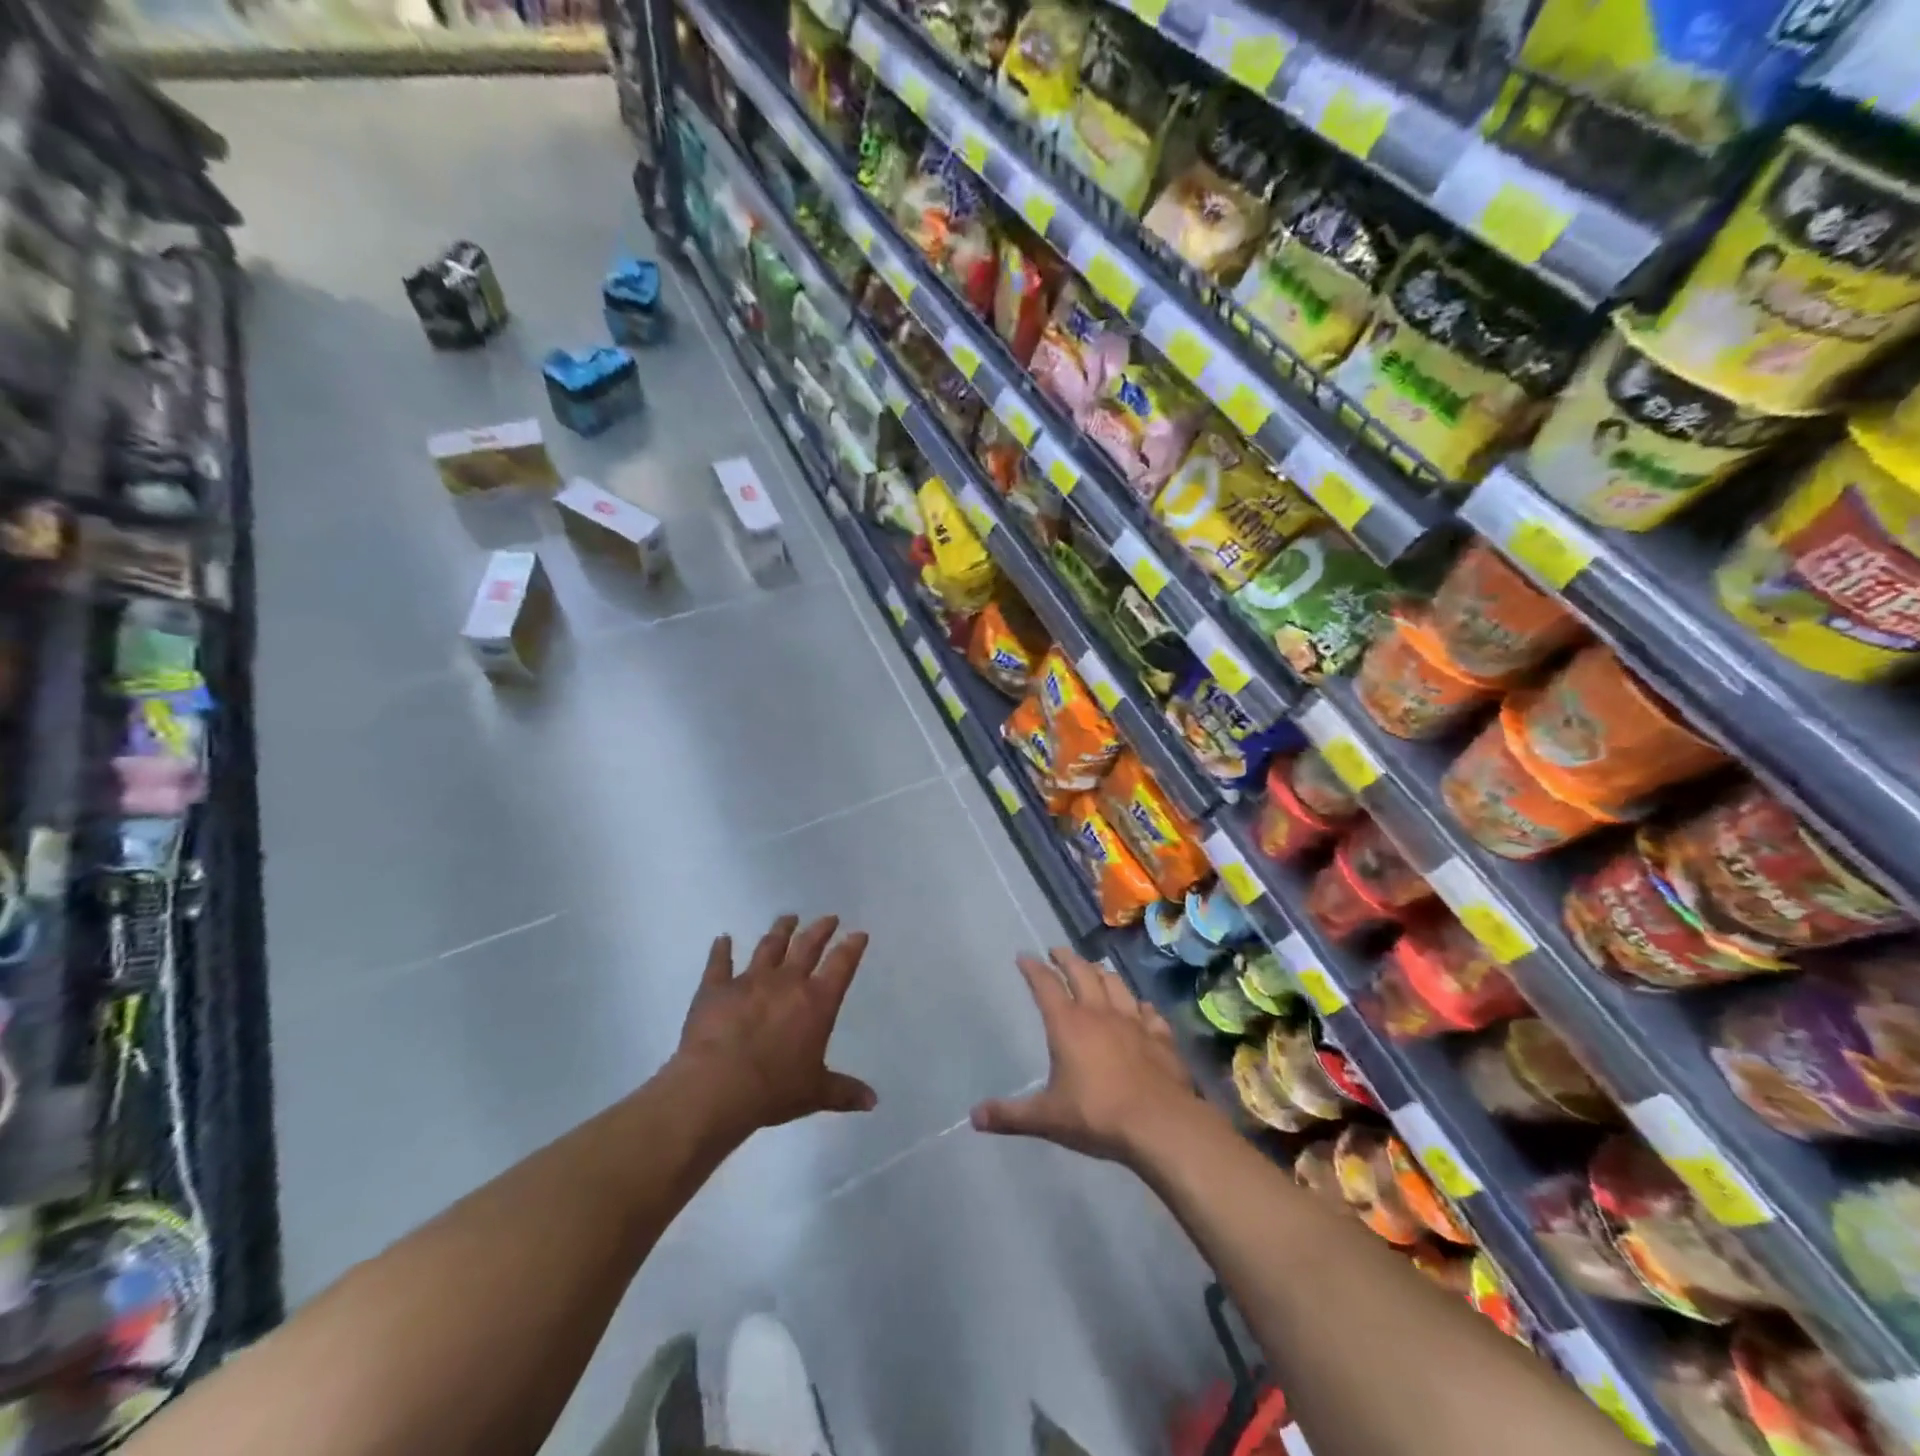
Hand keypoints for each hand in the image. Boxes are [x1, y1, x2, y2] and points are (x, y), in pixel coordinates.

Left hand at [673, 914, 877, 1137]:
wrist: (718, 1087)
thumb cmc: (774, 1090)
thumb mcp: (815, 1093)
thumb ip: (844, 1092)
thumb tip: (873, 1102)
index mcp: (817, 1002)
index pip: (841, 965)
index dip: (852, 947)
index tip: (858, 934)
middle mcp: (787, 982)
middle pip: (808, 946)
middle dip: (820, 930)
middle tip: (828, 918)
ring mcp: (750, 980)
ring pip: (769, 946)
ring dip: (780, 930)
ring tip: (788, 918)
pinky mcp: (716, 987)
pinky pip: (719, 962)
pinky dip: (721, 950)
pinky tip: (722, 939)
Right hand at [970, 947, 1204, 1165]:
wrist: (1160, 1123)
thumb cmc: (1097, 1116)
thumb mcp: (1047, 1119)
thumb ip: (1011, 1115)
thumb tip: (974, 1117)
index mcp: (1067, 1024)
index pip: (1045, 985)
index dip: (1033, 969)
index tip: (1024, 956)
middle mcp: (1099, 1013)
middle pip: (1081, 973)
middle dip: (1066, 959)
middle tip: (1057, 951)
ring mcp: (1133, 1022)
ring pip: (1115, 984)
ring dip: (1101, 973)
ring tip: (1095, 968)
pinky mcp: (1160, 1037)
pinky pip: (1148, 1012)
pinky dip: (1140, 1006)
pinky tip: (1140, 1007)